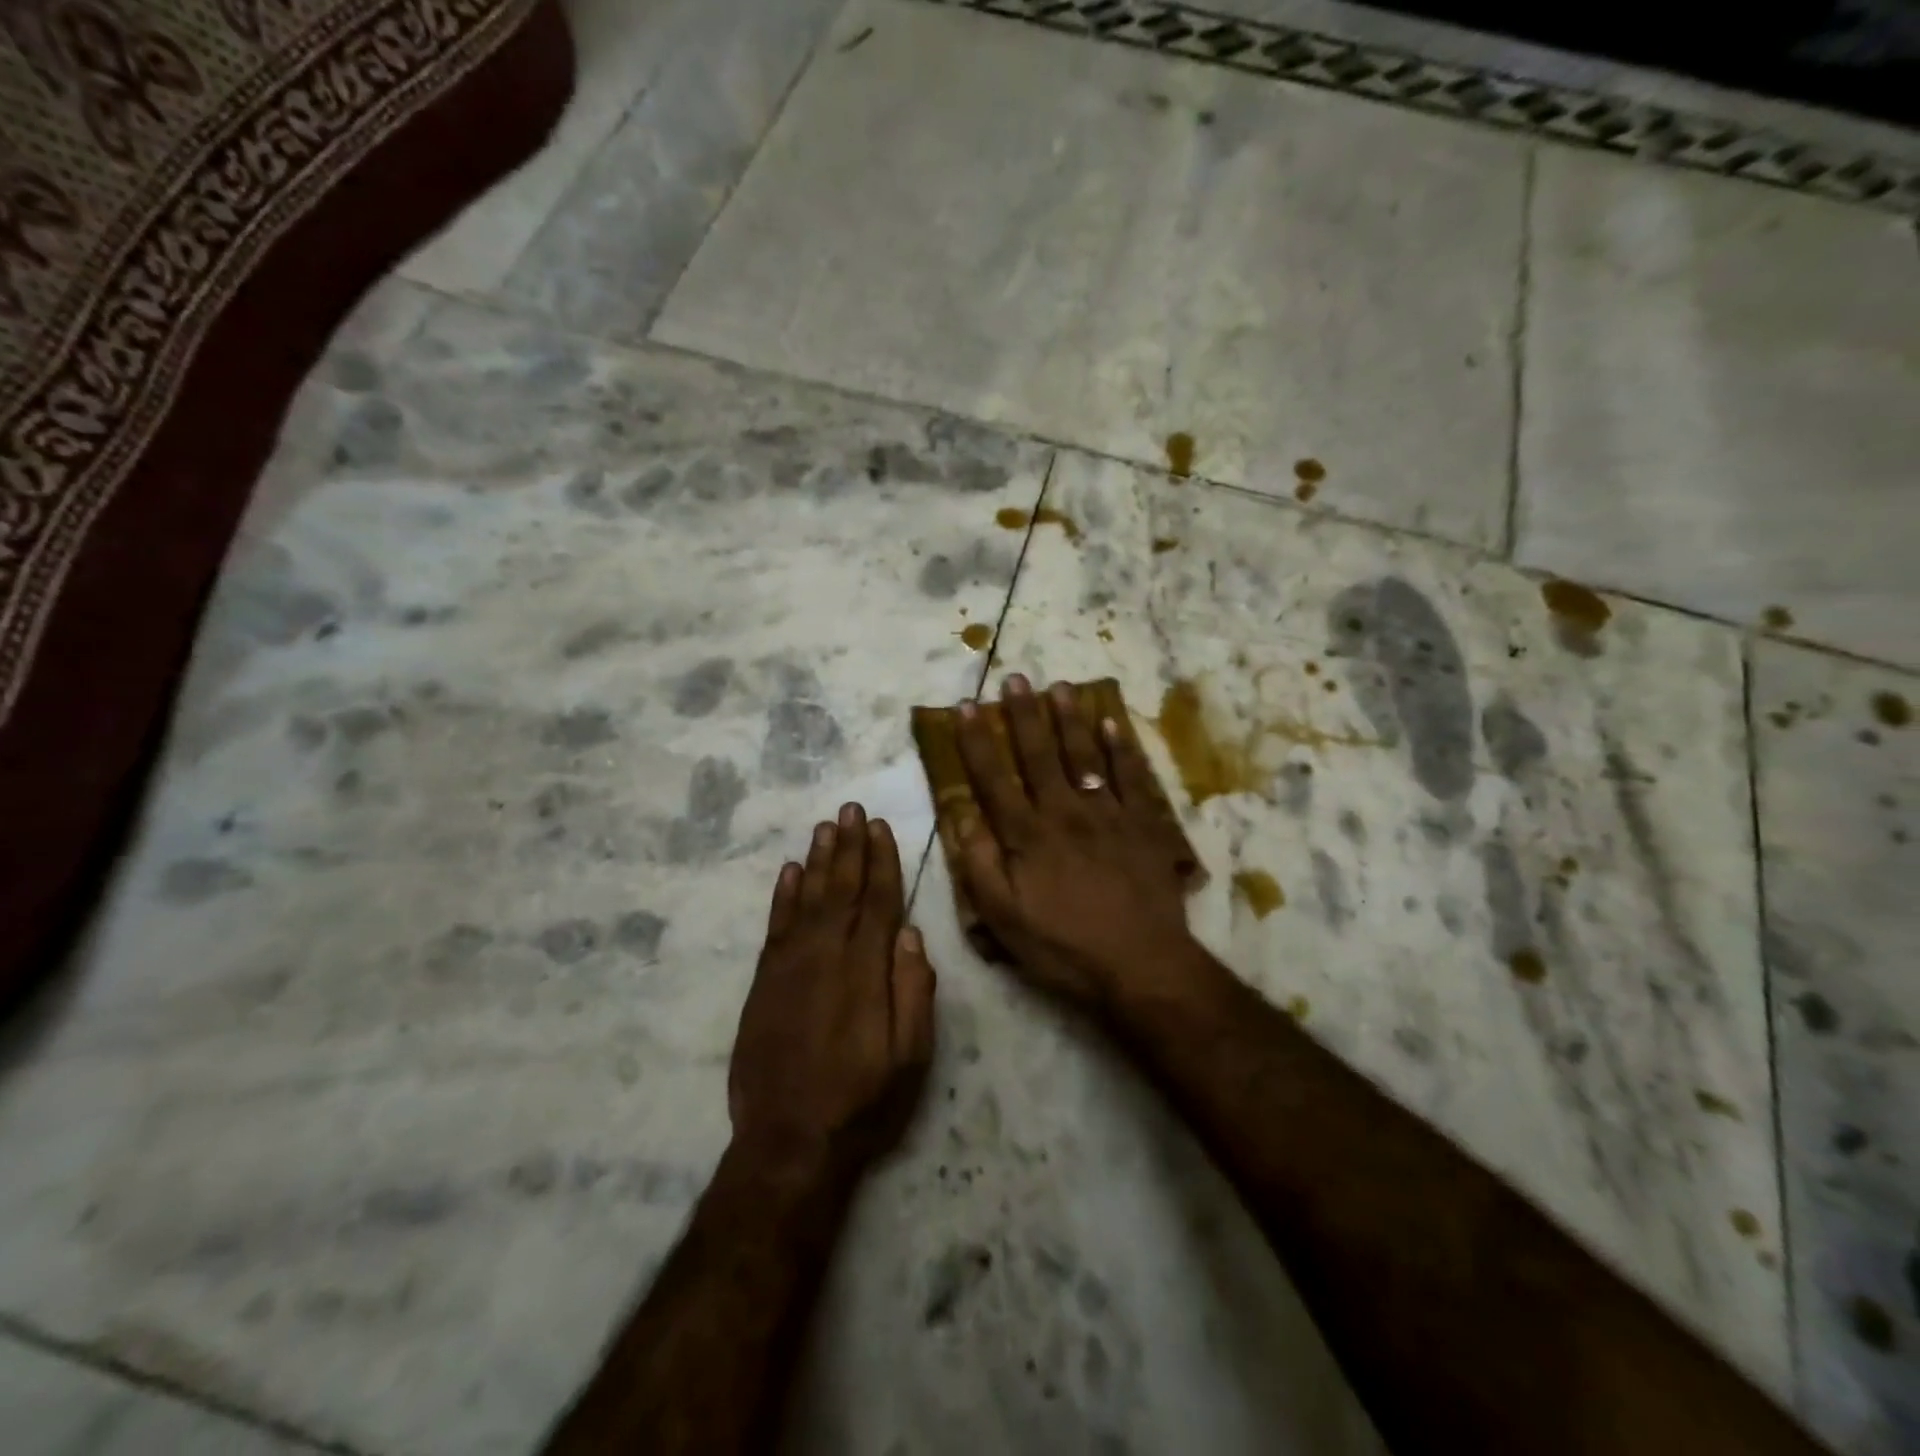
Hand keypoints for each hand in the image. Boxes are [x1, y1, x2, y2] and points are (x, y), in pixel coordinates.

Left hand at [729, 805, 936, 1176]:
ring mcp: (791, 966)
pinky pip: (776, 925)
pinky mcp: (764, 982)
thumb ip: (914, 992)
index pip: (879, 901)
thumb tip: (912, 935)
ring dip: (818, 859)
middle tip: (850, 808)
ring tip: (825, 826)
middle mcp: (827, 956)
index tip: (879, 827)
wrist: (788, 1142)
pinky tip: (790, 871)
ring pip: (809, 898)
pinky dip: (784, 895)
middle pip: (842, 889)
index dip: (881, 861)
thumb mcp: (911, 1057)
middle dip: (849, 846)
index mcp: (867, 971)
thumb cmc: (862, 1102)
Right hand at [953, 675, 1199, 1014]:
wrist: (1141, 963)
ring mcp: (1107, 814)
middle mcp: (1064, 812)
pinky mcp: (1143, 824)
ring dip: (1069, 719)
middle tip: (1014, 679)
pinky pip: (1131, 777)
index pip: (994, 779)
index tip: (965, 708)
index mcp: (1027, 836)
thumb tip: (962, 820)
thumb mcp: (1005, 920)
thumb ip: (981, 867)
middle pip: (1039, 755)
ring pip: (1084, 756)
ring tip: (1059, 686)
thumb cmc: (1065, 946)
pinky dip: (1121, 749)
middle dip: (1023, 715)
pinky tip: (1112, 724)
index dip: (976, 742)